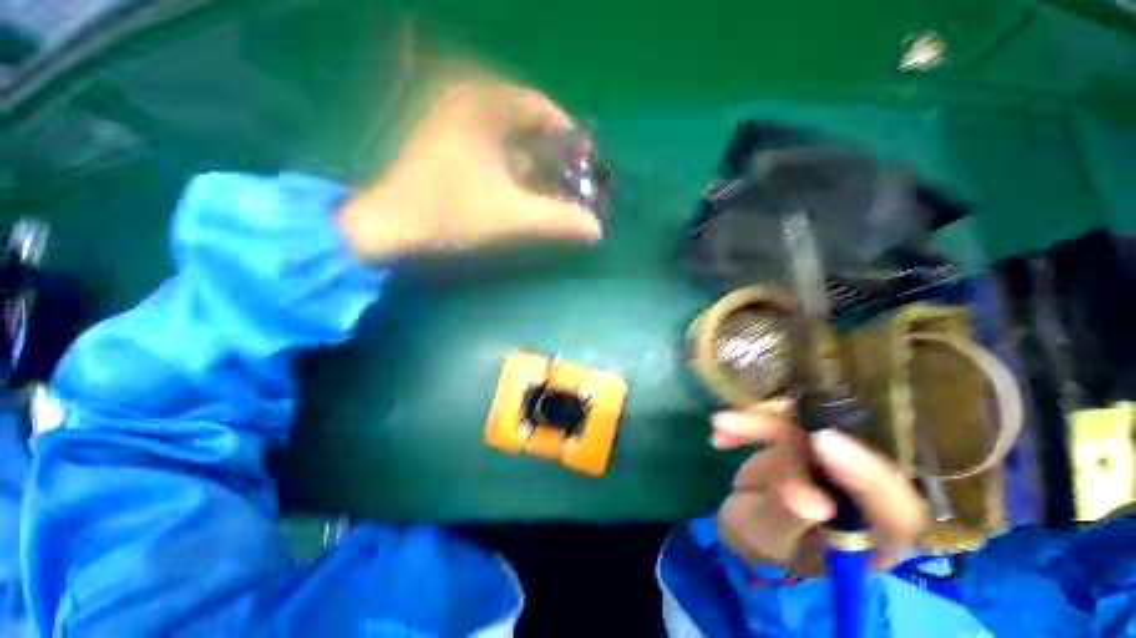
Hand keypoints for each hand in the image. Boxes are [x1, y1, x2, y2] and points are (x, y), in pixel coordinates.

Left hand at [339, 78, 602, 259]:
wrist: (387, 224)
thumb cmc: (449, 214)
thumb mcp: (512, 217)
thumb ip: (559, 221)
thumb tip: (596, 230)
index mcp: (481, 103)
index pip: (541, 107)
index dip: (568, 134)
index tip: (585, 161)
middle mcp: (463, 97)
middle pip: (524, 117)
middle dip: (550, 148)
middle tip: (568, 175)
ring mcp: (446, 113)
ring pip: (504, 129)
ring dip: (530, 155)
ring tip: (548, 181)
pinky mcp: (438, 134)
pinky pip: (485, 138)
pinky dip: (507, 158)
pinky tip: (516, 181)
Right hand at [712, 400, 927, 575]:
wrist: (748, 517)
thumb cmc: (763, 541)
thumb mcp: (767, 538)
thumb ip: (786, 519)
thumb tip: (809, 501)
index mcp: (875, 536)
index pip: (897, 513)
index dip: (870, 478)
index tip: (823, 444)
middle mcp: (867, 491)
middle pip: (849, 448)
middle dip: (790, 431)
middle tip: (746, 423)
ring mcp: (839, 458)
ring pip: (811, 424)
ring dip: (760, 422)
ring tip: (722, 428)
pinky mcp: (811, 435)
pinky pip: (785, 417)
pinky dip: (752, 421)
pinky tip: (723, 433)